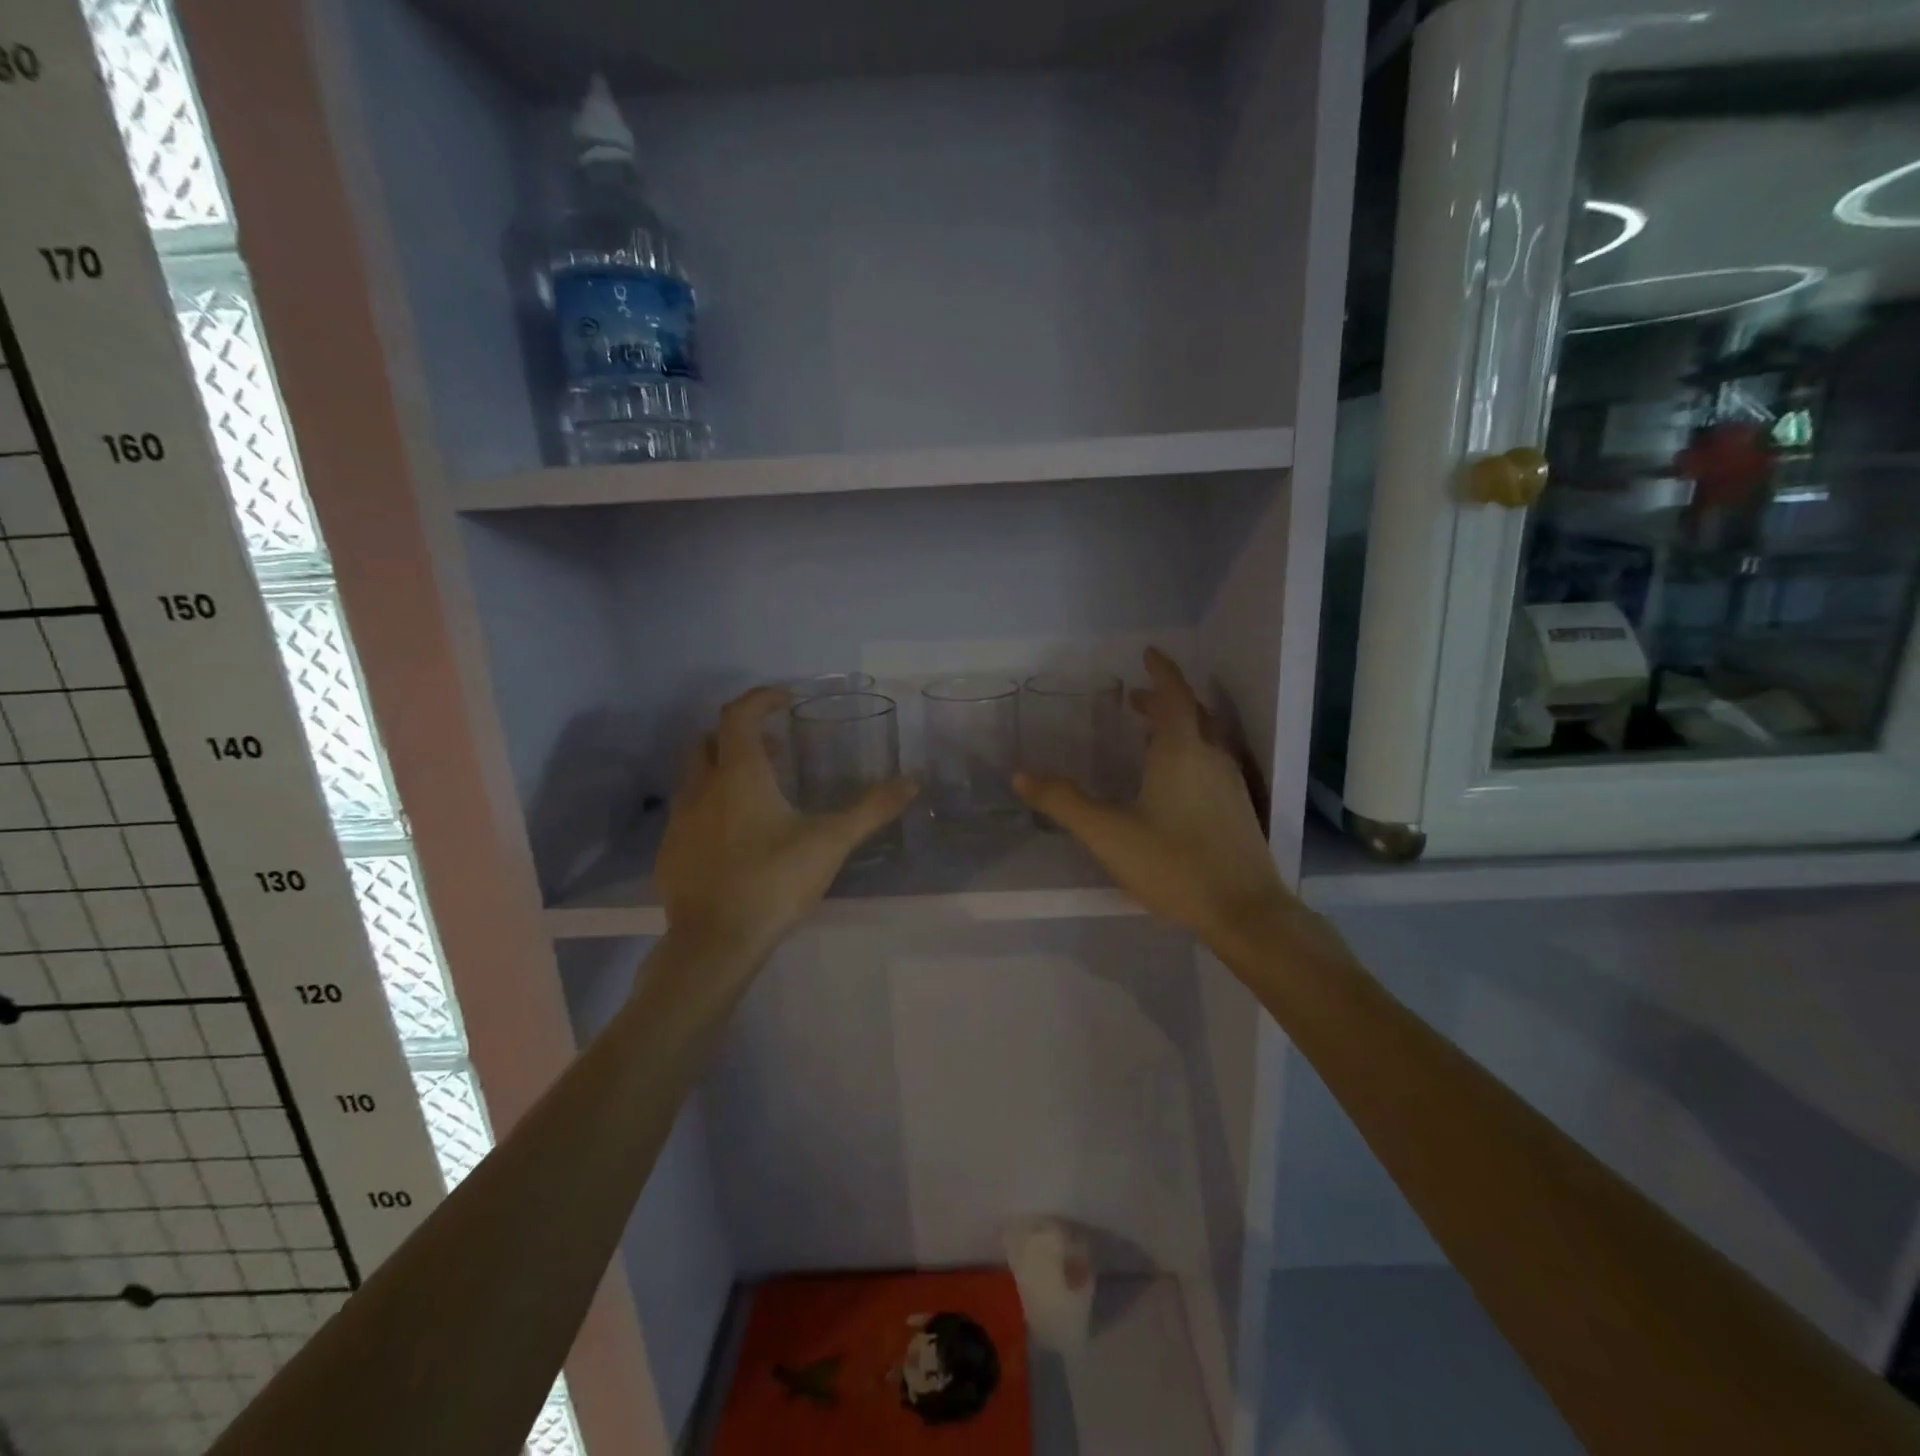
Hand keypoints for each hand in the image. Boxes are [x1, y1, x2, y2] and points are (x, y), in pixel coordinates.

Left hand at [656, 686, 916, 955]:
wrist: (714, 944)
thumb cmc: (774, 882)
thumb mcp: (831, 842)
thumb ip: (872, 809)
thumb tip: (913, 781)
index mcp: (739, 775)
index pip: (739, 714)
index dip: (761, 698)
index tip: (786, 700)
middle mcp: (701, 788)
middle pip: (710, 739)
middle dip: (740, 734)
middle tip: (776, 748)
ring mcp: (679, 821)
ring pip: (696, 776)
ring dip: (724, 770)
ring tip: (761, 792)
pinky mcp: (670, 852)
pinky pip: (688, 813)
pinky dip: (712, 807)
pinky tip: (736, 837)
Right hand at [1014, 649, 1294, 955]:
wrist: (1244, 911)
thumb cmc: (1173, 864)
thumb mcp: (1108, 833)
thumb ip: (1064, 802)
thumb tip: (1021, 775)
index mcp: (1181, 752)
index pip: (1174, 696)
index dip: (1161, 672)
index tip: (1149, 653)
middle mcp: (1210, 758)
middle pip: (1192, 714)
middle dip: (1164, 700)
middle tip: (1135, 699)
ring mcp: (1230, 784)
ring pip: (1205, 739)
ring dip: (1178, 726)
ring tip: (1150, 734)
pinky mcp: (1238, 809)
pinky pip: (1211, 762)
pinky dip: (1190, 752)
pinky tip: (1175, 780)